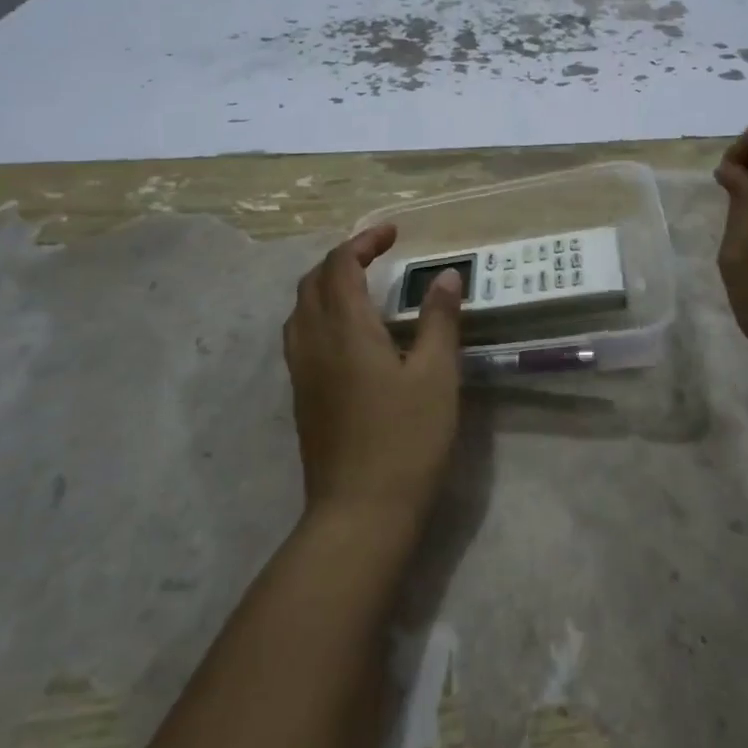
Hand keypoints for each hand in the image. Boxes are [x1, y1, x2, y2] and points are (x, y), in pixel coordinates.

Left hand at [282, 224, 463, 526]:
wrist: (359, 513)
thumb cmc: (406, 439)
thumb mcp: (436, 375)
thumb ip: (440, 319)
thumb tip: (446, 275)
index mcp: (345, 328)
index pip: (340, 264)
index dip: (363, 241)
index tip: (393, 233)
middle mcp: (313, 341)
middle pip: (313, 281)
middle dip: (342, 258)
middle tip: (378, 254)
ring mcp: (301, 371)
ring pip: (300, 308)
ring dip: (326, 284)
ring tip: (361, 286)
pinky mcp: (301, 396)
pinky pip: (300, 335)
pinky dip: (319, 313)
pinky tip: (348, 334)